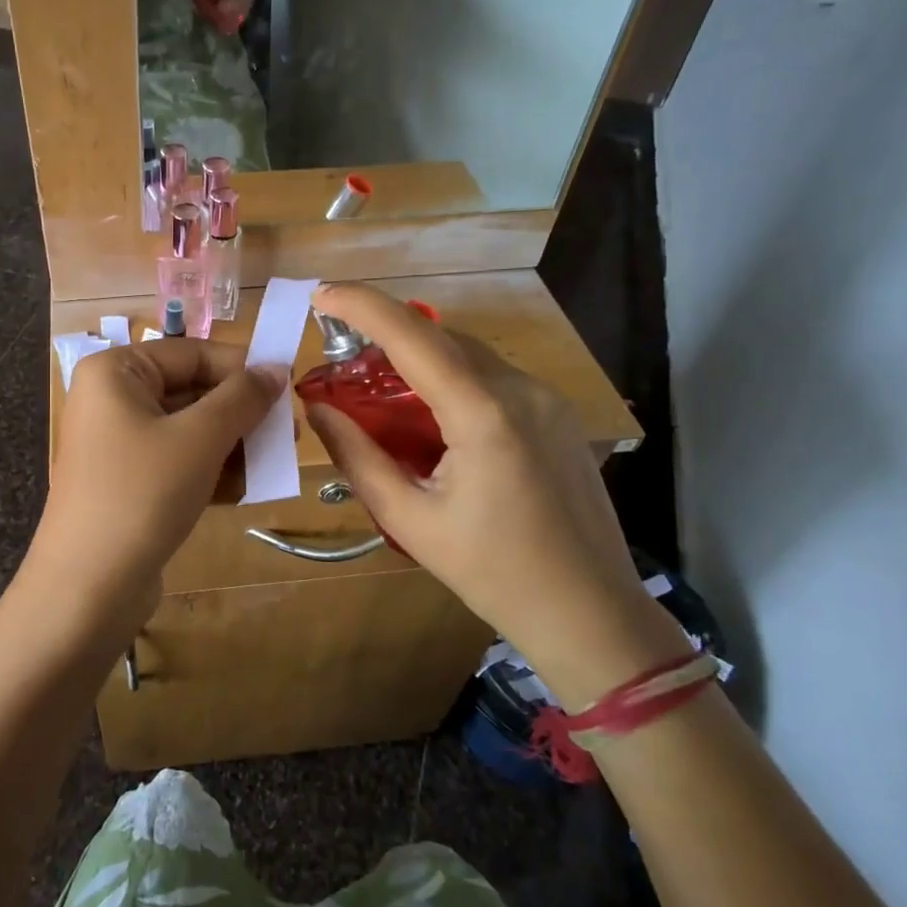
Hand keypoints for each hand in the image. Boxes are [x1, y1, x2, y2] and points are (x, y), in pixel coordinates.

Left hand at [26, 338, 281, 643]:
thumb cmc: (142, 493)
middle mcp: (112, 401)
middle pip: (192, 392)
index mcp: (115, 372)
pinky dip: (211, 472)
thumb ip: (242, 398)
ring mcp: (118, 445)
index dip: (243, 369)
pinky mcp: (128, 484)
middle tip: (289, 433)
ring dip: (232, 446)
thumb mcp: (200, 438)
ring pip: (189, 431)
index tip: (290, 390)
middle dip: (241, 414)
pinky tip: (246, 490)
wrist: (88, 588)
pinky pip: (178, 464)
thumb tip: (278, 368)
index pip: (192, 354)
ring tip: (274, 463)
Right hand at [302, 284, 691, 708]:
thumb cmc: (492, 572)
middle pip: (441, 339)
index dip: (363, 306)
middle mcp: (521, 390)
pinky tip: (431, 419)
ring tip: (379, 394)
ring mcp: (547, 399)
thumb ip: (357, 456)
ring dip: (419, 361)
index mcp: (484, 414)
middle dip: (386, 337)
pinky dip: (451, 381)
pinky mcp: (558, 415)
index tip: (321, 294)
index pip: (413, 336)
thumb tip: (317, 409)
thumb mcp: (409, 518)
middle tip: (341, 361)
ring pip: (468, 356)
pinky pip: (493, 378)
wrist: (589, 612)